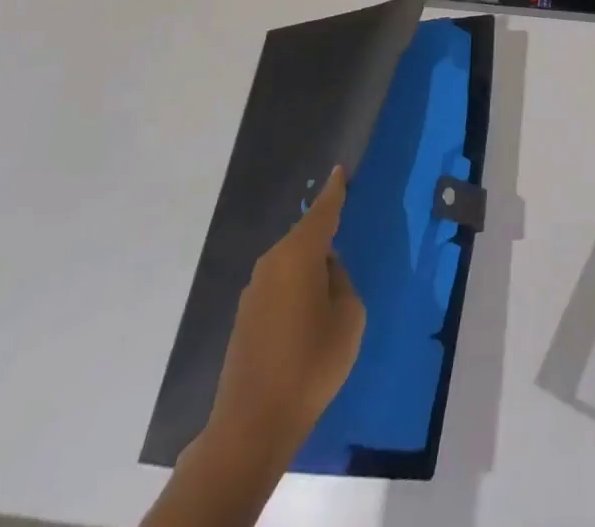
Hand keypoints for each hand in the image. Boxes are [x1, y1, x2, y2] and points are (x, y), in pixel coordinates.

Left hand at [175, 167, 365, 513]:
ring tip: (330, 284)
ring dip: (309, 267)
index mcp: (299, 254)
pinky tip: (308, 312)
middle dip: (324, 234)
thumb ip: (342, 282)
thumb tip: (327, 272)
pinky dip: (296, 288)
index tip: (340, 169)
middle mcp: (272, 263)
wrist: (252, 425)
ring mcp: (254, 292)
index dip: (334, 190)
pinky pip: (279, 286)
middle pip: (304, 237)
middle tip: (345, 234)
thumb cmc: (310, 363)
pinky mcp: (245, 318)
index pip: (322, 211)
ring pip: (291, 263)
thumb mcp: (348, 317)